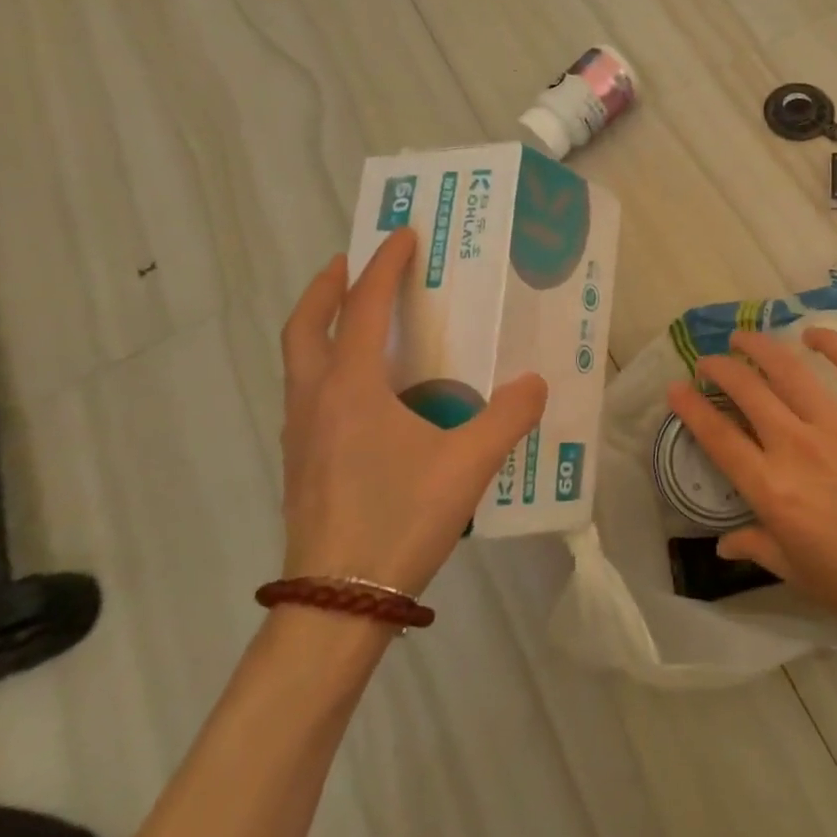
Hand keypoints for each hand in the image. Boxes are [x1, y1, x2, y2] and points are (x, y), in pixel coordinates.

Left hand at [278, 228, 547, 596]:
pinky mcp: (302, 464)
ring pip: (300, 361)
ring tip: (362, 322)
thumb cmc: (399, 518)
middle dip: (329, 286)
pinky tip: (368, 395)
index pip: (364, 306)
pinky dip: (329, 368)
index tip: (403, 235)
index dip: (384, 265)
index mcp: (351, 386)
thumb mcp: (469, 463)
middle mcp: (315, 399)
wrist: (338, 601)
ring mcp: (301, 434)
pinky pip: (309, 394)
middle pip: (306, 325)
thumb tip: (535, 383)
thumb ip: (508, 417)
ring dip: (324, 327)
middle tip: (354, 263)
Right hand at [668, 328, 836, 649]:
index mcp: (771, 488)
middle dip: (720, 368)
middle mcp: (795, 445)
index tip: (675, 389)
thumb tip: (723, 543)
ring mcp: (836, 423)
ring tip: (744, 338)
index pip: (718, 437)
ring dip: (760, 347)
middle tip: (709, 362)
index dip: (690, 408)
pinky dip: (832, 342)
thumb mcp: (797, 572)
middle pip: (746, 391)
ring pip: (788, 369)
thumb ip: (757, 547)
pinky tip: (812, 333)